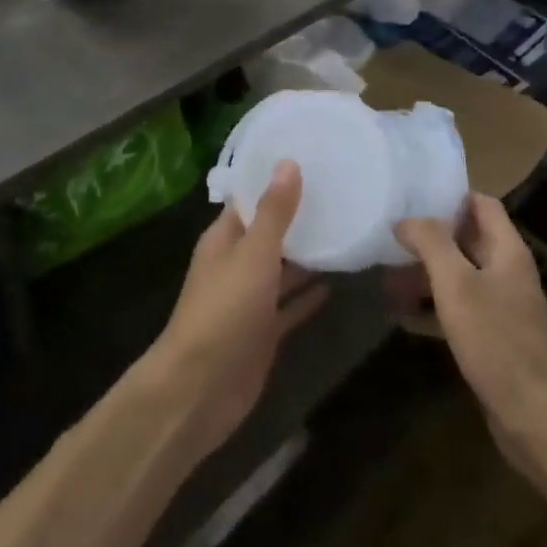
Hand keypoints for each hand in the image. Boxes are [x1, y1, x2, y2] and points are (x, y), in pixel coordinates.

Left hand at [144, 162, 326, 459]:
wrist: (201, 388)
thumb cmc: (225, 309)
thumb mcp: (253, 253)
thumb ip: (274, 211)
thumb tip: (288, 162)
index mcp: (225, 239)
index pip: (250, 199)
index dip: (275, 180)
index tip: (310, 158)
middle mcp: (236, 264)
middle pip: (269, 233)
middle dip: (298, 216)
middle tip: (339, 191)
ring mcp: (250, 300)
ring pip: (282, 269)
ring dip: (306, 255)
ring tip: (345, 229)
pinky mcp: (264, 331)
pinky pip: (290, 306)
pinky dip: (308, 295)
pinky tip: (336, 282)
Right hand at [394, 194, 546, 472]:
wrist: (533, 416)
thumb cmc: (495, 340)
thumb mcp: (457, 284)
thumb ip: (431, 243)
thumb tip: (405, 220)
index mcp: (508, 250)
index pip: (482, 204)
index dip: (450, 197)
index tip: (413, 199)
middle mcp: (508, 271)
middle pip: (467, 239)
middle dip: (429, 239)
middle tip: (390, 241)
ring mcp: (502, 305)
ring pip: (459, 275)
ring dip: (426, 274)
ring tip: (388, 280)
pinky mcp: (493, 336)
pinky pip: (459, 308)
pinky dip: (433, 305)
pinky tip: (403, 316)